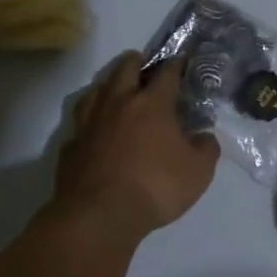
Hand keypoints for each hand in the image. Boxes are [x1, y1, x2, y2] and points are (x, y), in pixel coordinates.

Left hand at [54, 52, 219, 238]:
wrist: (100, 214)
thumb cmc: (156, 186)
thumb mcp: (199, 171)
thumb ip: (206, 148)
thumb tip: (204, 136)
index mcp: (152, 104)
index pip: (166, 73)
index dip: (176, 65)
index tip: (181, 61)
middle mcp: (118, 104)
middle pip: (125, 70)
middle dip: (136, 62)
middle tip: (143, 64)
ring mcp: (89, 123)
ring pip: (96, 90)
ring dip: (107, 85)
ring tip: (114, 89)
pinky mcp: (71, 145)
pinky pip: (80, 124)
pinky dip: (89, 121)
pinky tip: (94, 130)